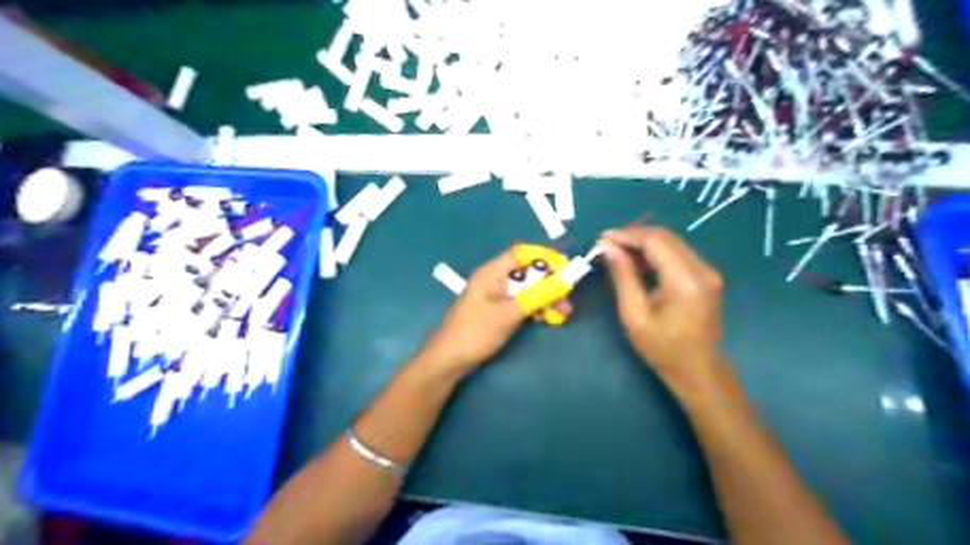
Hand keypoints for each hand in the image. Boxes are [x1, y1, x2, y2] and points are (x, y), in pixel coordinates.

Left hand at [424, 247, 568, 372]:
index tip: (566, 268)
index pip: (522, 254)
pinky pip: (520, 302)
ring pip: (526, 289)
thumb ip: (536, 296)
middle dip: (549, 282)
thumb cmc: (476, 332)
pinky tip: (547, 318)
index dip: (544, 257)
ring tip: (563, 314)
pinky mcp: (496, 311)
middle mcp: (494, 279)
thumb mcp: (509, 313)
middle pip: (527, 272)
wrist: (449, 360)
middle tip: (567, 299)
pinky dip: (534, 308)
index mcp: (492, 272)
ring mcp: (495, 296)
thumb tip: (562, 282)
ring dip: (545, 298)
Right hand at [599, 228, 727, 397]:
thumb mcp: (635, 315)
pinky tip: (637, 263)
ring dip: (644, 243)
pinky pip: (678, 255)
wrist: (699, 372)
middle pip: (665, 237)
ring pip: (672, 243)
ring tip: (617, 252)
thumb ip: (623, 277)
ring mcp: (707, 272)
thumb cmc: (663, 349)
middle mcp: (701, 269)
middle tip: (607, 244)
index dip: (627, 235)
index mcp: (684, 280)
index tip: (602, 238)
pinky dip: (656, 254)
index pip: (655, 241)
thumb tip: (608, 248)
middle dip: (634, 236)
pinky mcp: (706, 278)